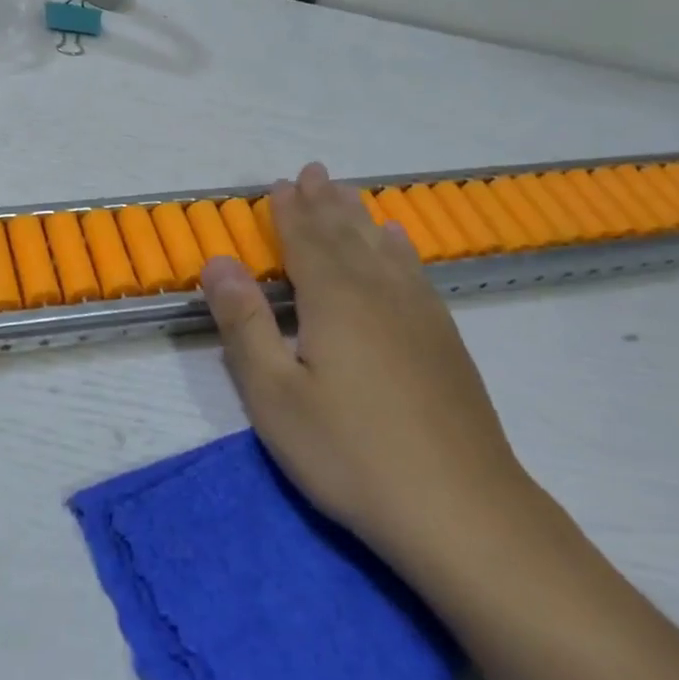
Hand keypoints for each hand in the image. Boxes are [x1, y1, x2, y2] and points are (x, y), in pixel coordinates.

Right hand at [198, 164, 528, 566]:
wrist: (460, 508)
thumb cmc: (349, 453)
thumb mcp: (274, 395)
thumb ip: (244, 323)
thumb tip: (218, 261)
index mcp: (334, 300)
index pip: (306, 241)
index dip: (290, 212)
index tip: (279, 185)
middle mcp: (379, 293)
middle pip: (347, 235)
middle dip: (326, 202)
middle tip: (314, 171)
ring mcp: (419, 315)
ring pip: (383, 248)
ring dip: (360, 217)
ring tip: (347, 193)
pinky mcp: (444, 341)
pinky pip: (415, 273)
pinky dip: (400, 249)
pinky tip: (399, 244)